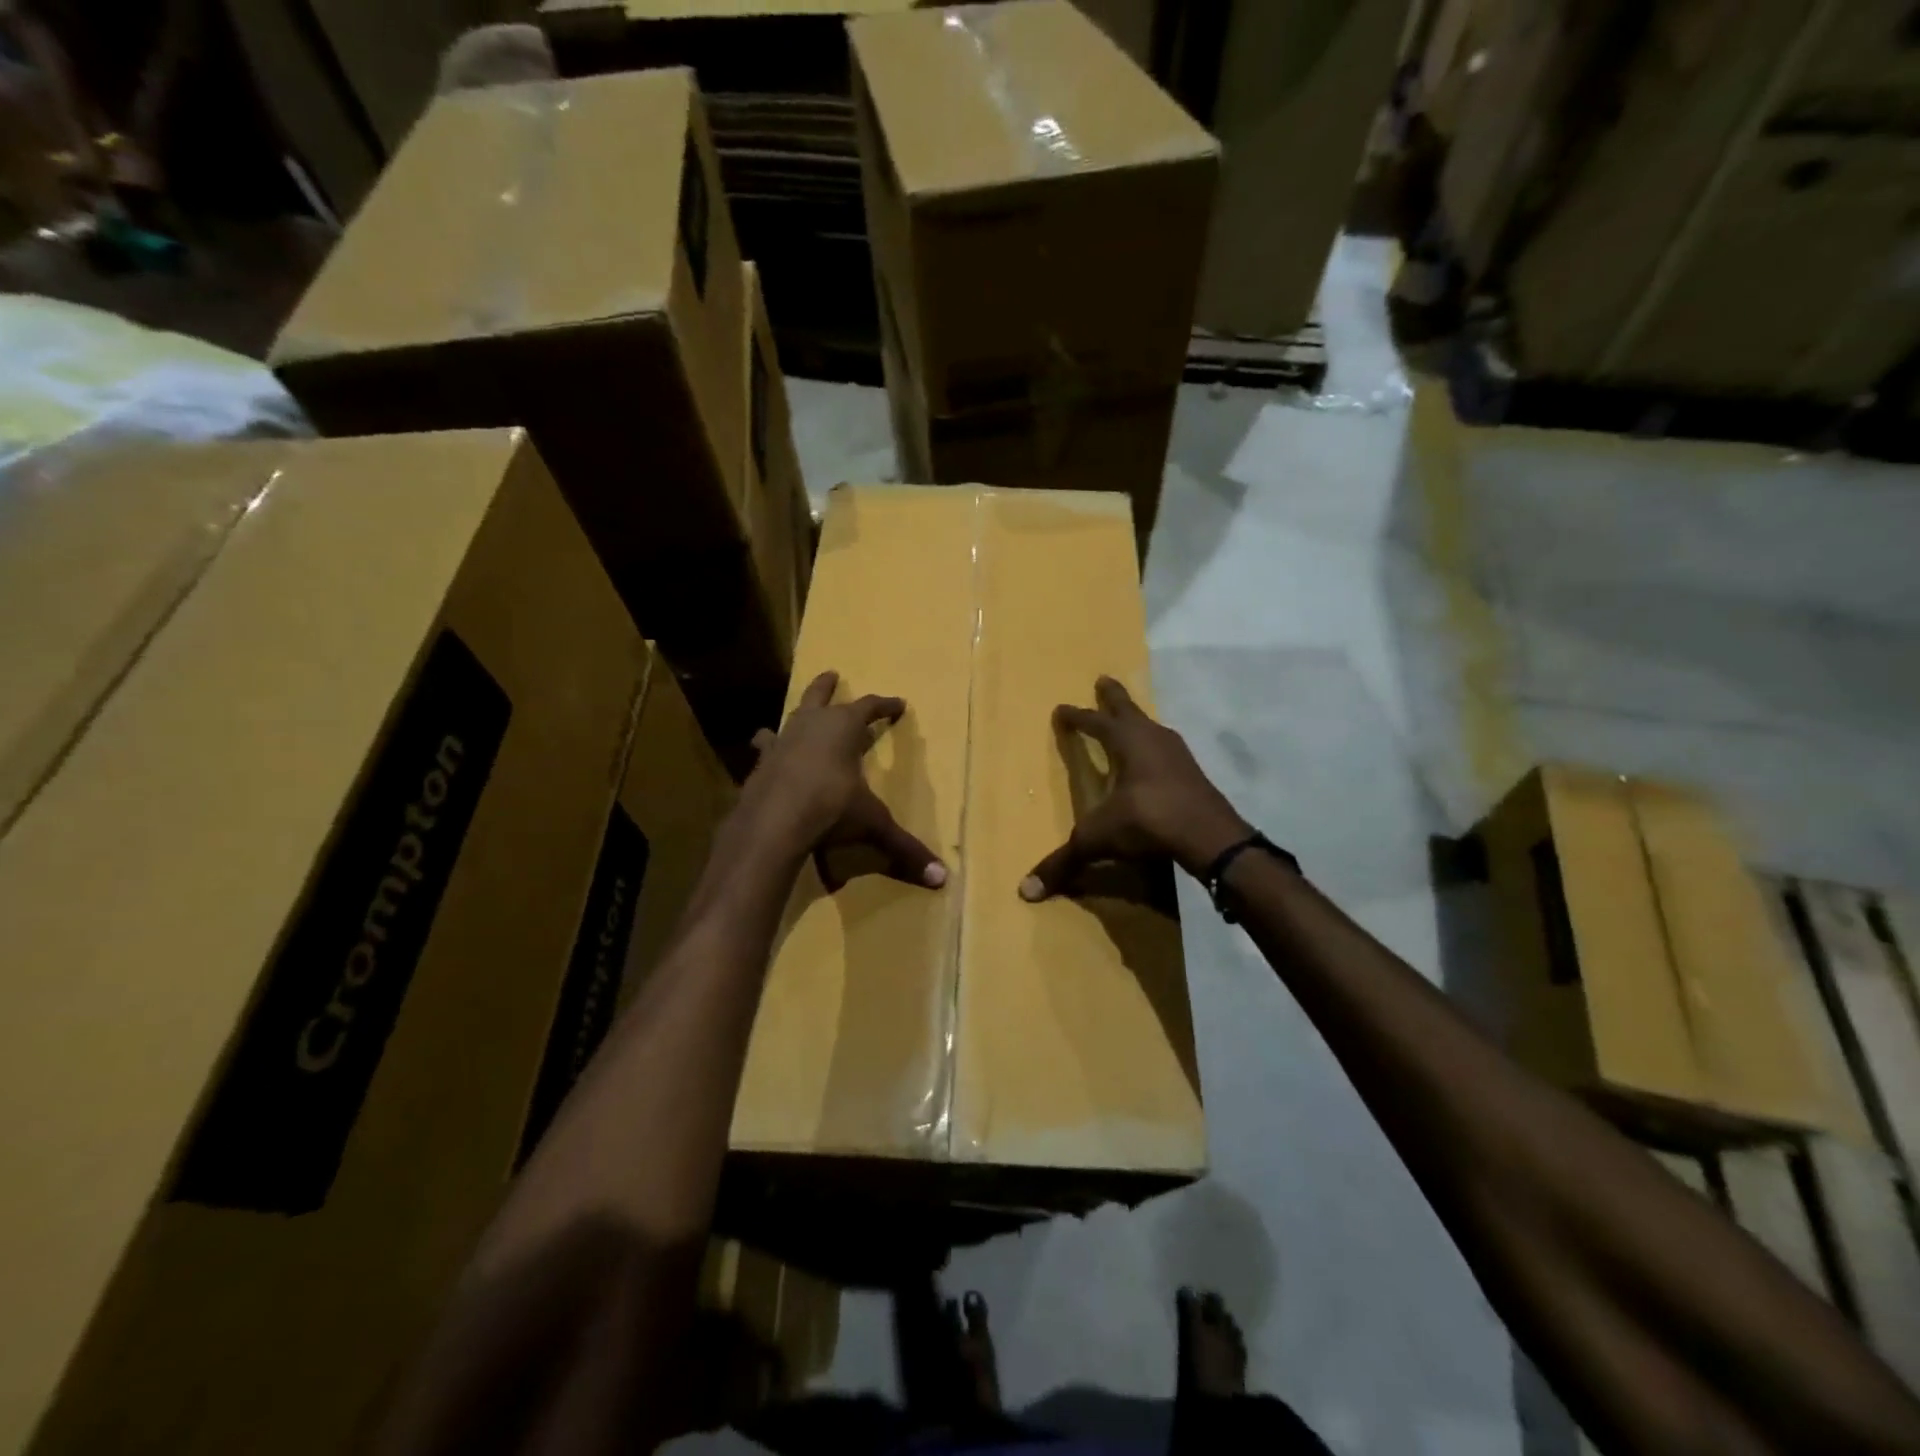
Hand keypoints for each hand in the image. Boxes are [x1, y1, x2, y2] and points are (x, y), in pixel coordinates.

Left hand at [742, 670, 946, 889]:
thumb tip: (942, 879)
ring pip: (790, 716)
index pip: (869, 707)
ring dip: (798, 713)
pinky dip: (769, 746)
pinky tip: (763, 747)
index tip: (899, 704)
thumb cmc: (830, 810)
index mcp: (843, 728)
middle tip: (832, 673)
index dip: (885, 705)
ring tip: (798, 713)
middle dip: (828, 686)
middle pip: (820, 695)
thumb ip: (904, 848)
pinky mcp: (761, 763)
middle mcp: (811, 725)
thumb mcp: (872, 825)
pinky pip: (766, 747)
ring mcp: (782, 741)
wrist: (773, 823)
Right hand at [1020, 676, 1251, 900]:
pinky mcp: (1193, 774)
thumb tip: (1026, 891)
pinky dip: (1153, 747)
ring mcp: (1178, 754)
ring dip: (1136, 721)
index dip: (1076, 717)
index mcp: (1127, 742)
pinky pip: (1166, 750)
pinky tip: (1153, 760)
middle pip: (1128, 709)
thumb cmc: (1149, 821)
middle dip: (1113, 696)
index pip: (1094, 723)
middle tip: (1103, 679)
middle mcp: (1153, 738)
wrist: (1210, 837)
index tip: (1061, 709)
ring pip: (1151, 728)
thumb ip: (1065, 861)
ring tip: (1128, 720)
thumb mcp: (1100, 839)